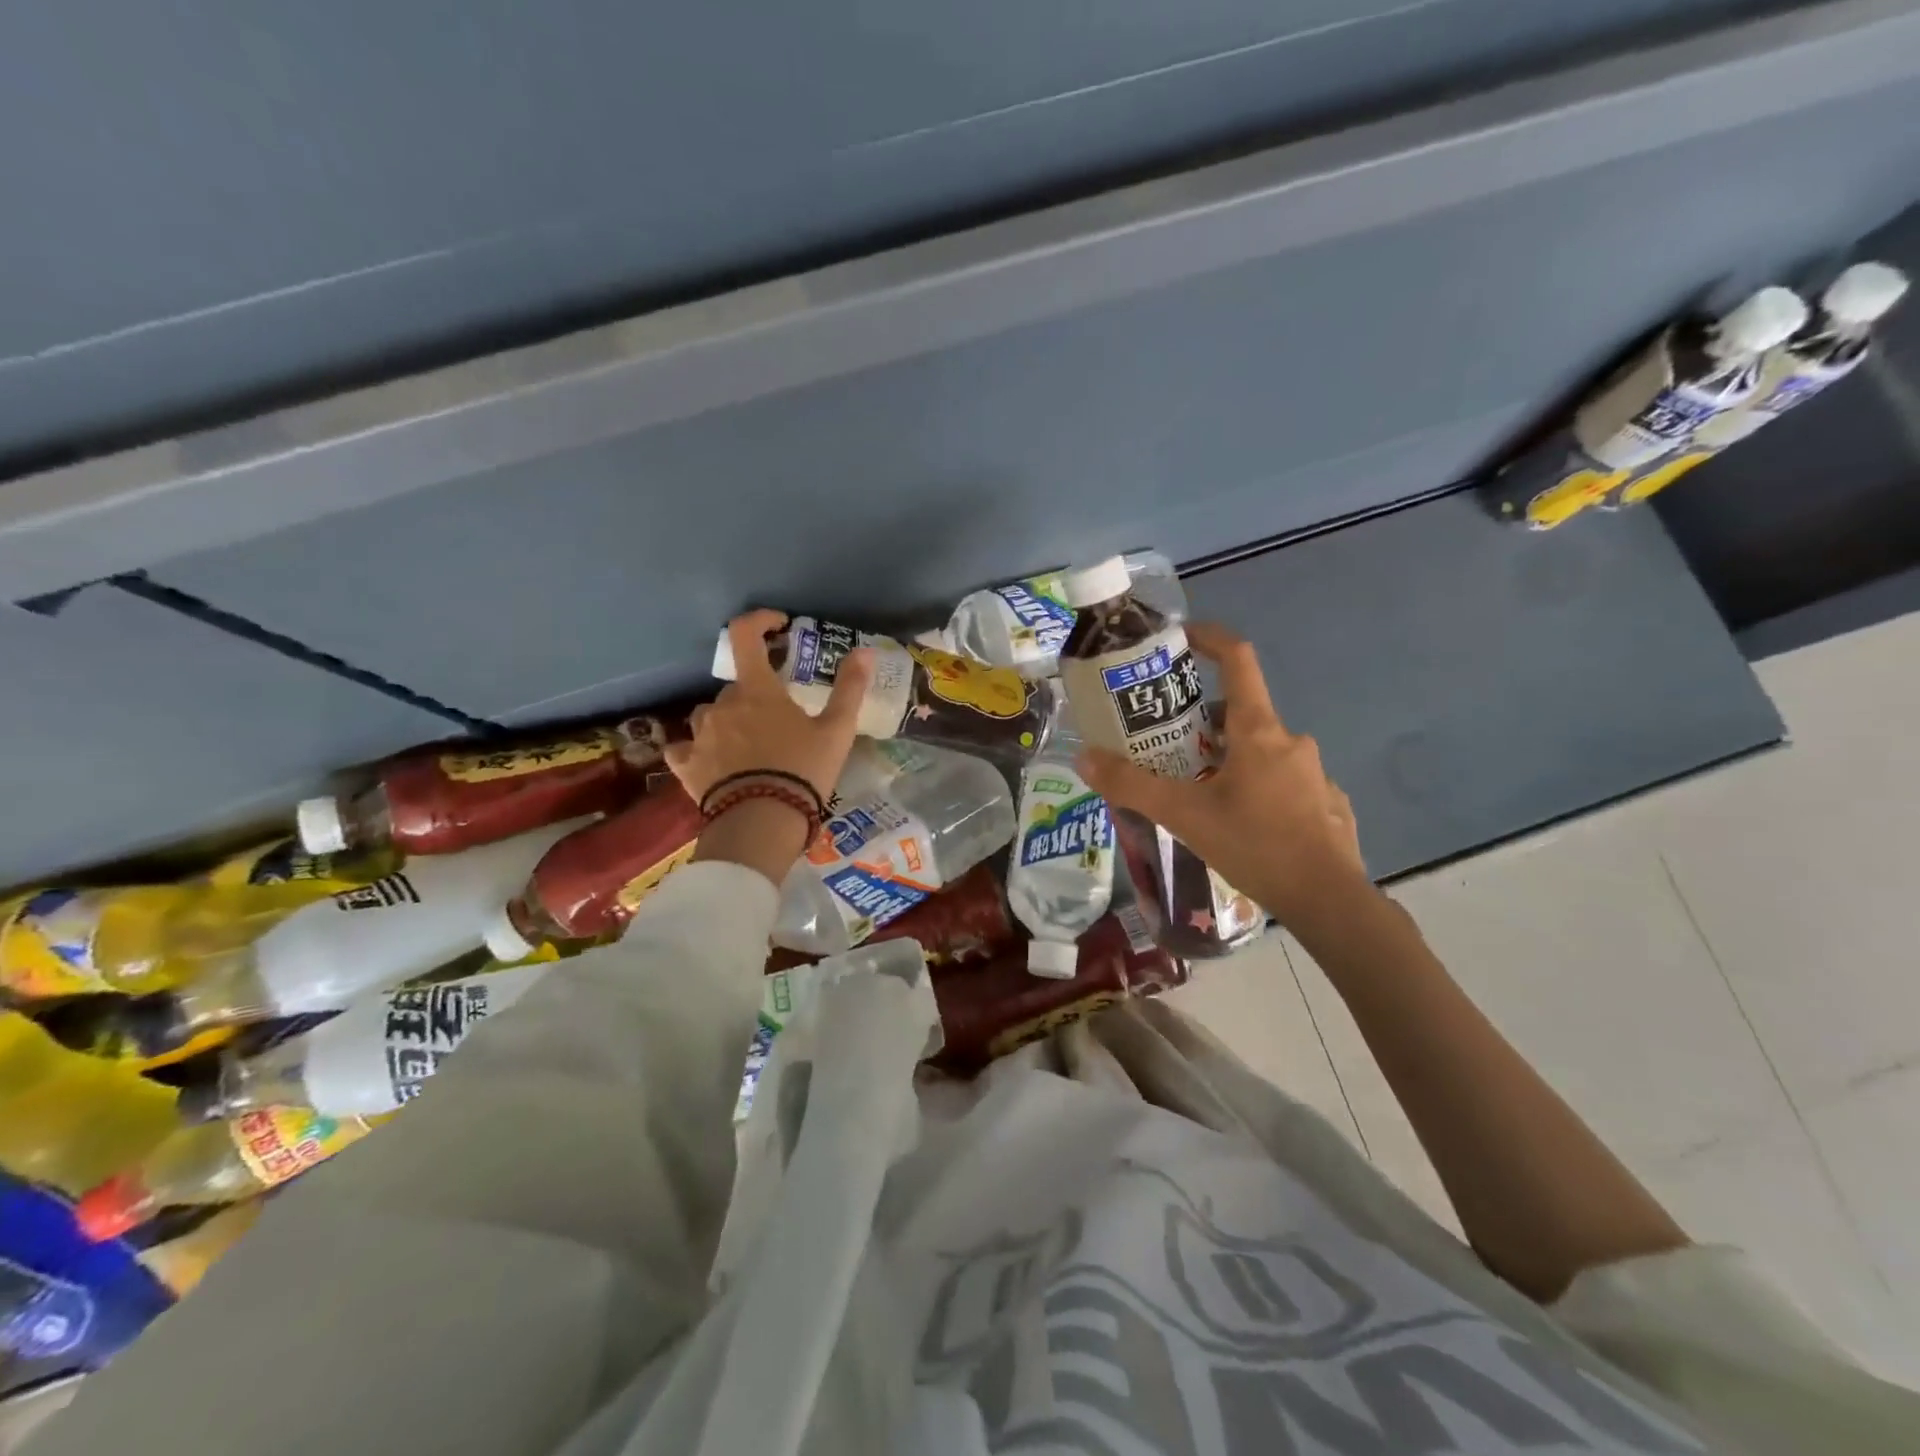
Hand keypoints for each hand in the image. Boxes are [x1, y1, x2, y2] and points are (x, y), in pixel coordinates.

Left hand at [665, 609, 874, 804]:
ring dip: (728, 721)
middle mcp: (722, 705)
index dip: (759, 622)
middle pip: (737, 686)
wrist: (763, 823)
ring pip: (711, 715)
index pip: (746, 636)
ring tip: (750, 745)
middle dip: (756, 694)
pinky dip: (697, 750)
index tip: (778, 626)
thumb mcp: (837, 730)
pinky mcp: (686, 765)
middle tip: (780, 718)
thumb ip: (850, 688)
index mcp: (757, 690)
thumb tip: (864, 651)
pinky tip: (711, 763)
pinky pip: (685, 748)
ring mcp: (699, 735)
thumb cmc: (803, 770)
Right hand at [1076, 622, 1372, 936]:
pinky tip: (1239, 825)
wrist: (1330, 901)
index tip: (1182, 638)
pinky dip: (1255, 789)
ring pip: (1260, 752)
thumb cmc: (1256, 845)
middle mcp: (1290, 741)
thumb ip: (1132, 786)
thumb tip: (1084, 758)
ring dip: (1227, 760)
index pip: (1238, 660)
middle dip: (1201, 723)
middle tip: (1167, 748)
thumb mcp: (1184, 815)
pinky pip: (1281, 783)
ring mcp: (1313, 773)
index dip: (1210, 639)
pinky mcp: (1325, 804)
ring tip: (1196, 793)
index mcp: (1258, 731)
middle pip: (1240, 713)